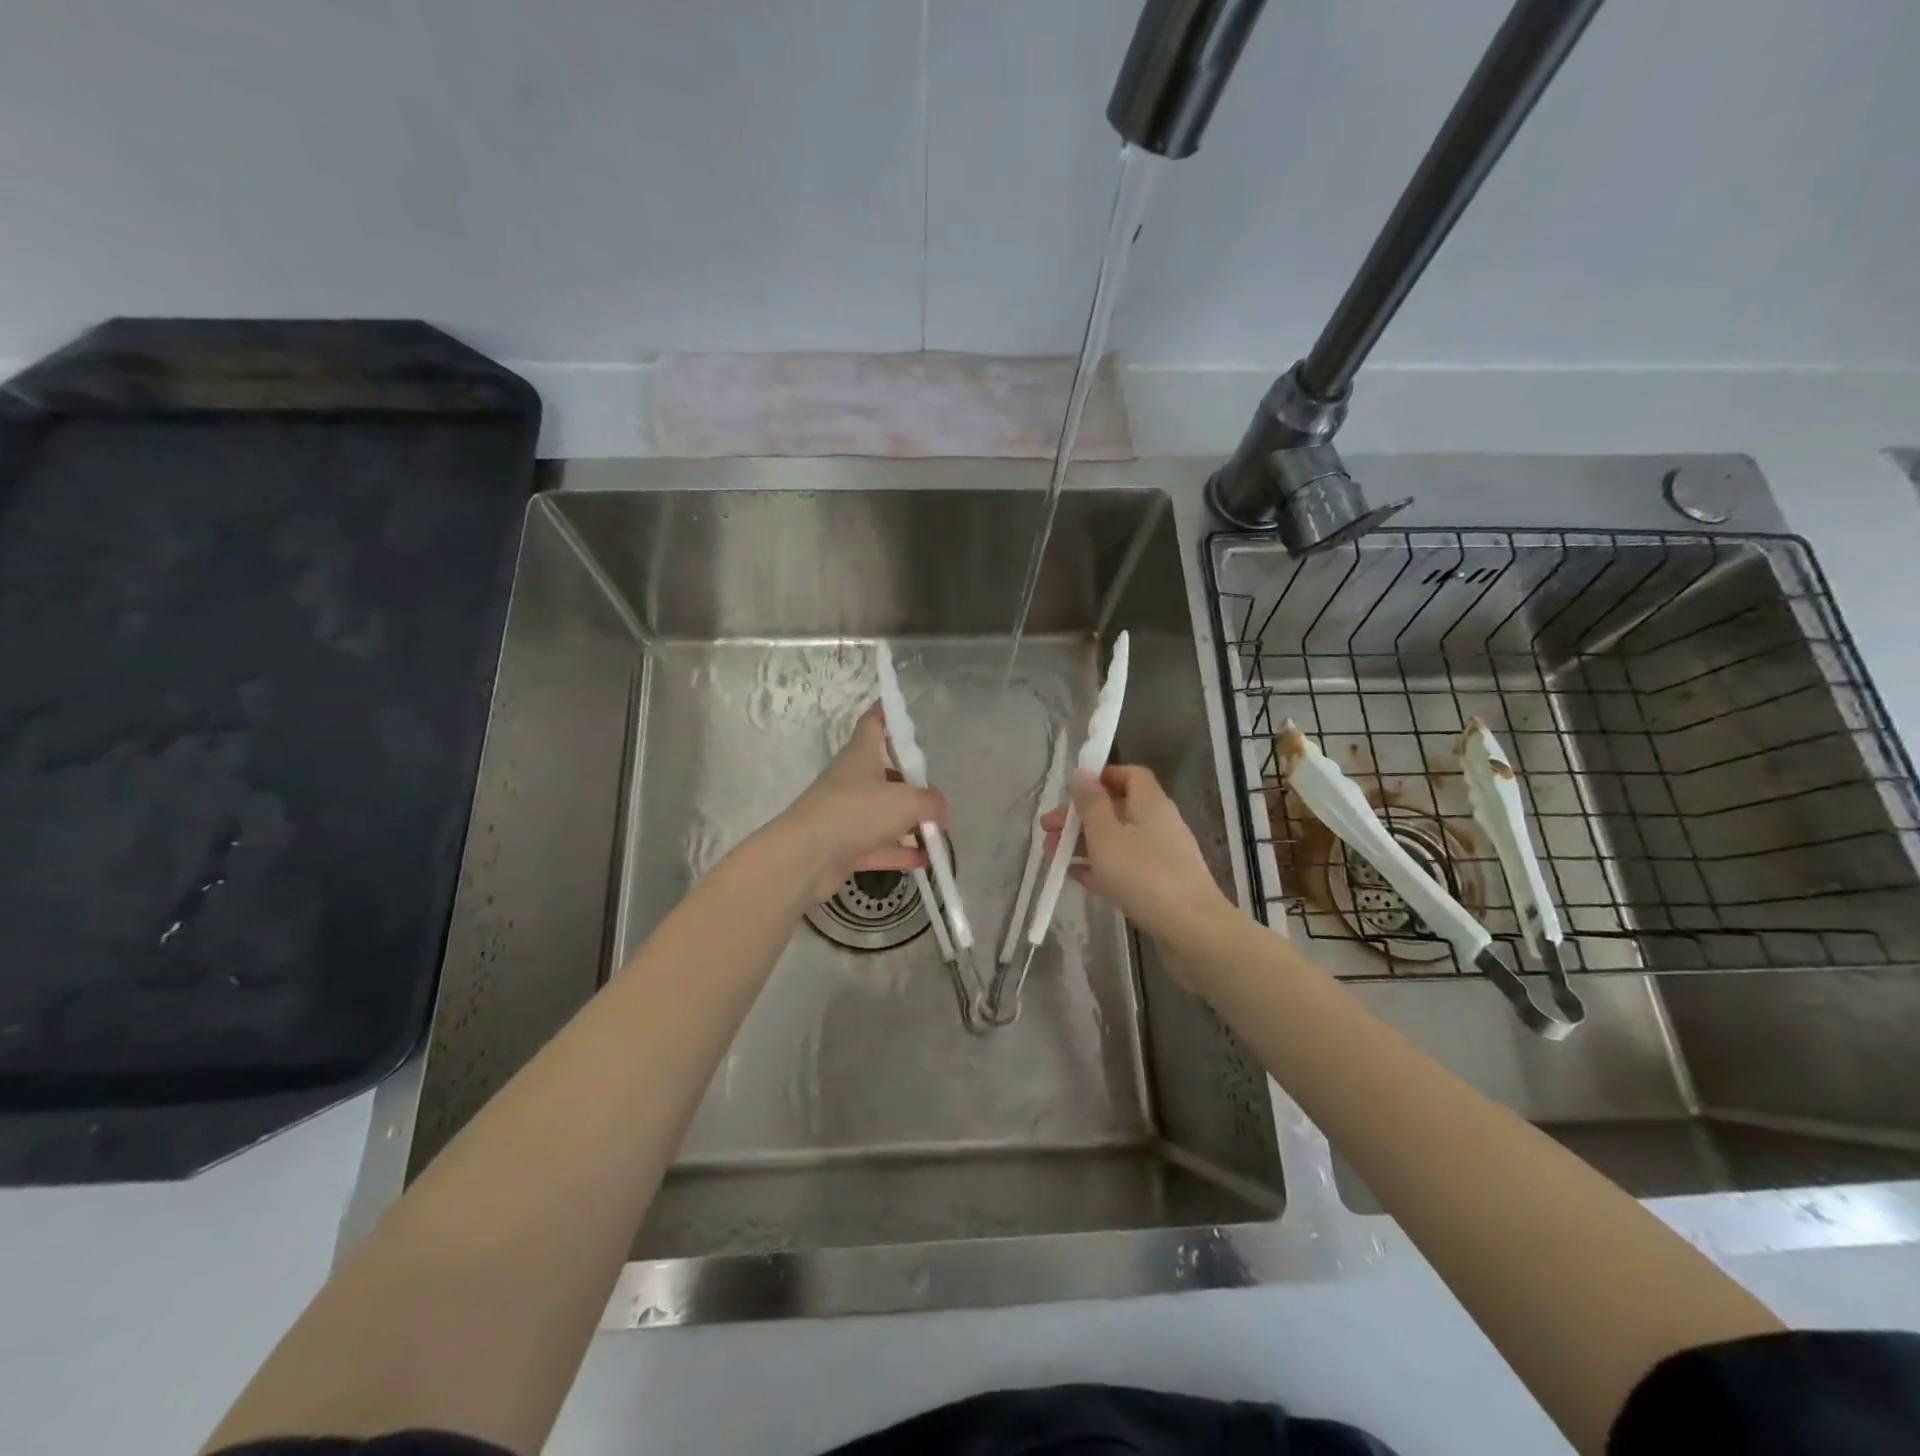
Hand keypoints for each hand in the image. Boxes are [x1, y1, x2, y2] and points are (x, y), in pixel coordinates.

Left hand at [771, 703, 947, 903]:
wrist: (805, 857)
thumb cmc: (856, 812)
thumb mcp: (906, 801)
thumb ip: (931, 803)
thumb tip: (939, 813)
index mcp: (861, 755)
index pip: (874, 723)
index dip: (888, 714)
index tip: (903, 711)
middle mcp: (853, 780)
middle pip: (886, 773)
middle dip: (912, 784)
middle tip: (937, 796)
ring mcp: (847, 814)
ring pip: (884, 813)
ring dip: (910, 823)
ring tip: (938, 835)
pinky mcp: (845, 846)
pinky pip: (879, 845)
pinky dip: (900, 852)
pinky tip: (926, 861)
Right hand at [1042, 765, 1230, 947]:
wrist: (1192, 931)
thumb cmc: (1144, 875)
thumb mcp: (1107, 835)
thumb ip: (1091, 803)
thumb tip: (1082, 772)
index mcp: (1150, 804)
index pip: (1131, 775)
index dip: (1102, 777)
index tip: (1072, 790)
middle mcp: (1159, 825)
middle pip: (1117, 809)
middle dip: (1080, 816)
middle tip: (1048, 829)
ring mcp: (1161, 857)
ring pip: (1117, 840)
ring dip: (1084, 843)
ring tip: (1052, 855)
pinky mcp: (1159, 885)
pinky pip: (1124, 867)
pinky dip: (1099, 867)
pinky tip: (1075, 876)